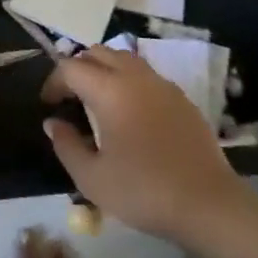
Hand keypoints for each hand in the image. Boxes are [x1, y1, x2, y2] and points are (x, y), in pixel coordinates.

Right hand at [42, 46, 255, 243]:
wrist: (208, 205)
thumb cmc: (144, 191)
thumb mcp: (93, 179)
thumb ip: (66, 146)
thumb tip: (53, 123)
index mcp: (109, 90)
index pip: (71, 67)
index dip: (54, 82)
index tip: (49, 104)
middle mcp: (134, 76)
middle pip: (97, 52)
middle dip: (78, 68)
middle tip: (71, 97)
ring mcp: (161, 84)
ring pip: (123, 58)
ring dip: (104, 70)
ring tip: (98, 100)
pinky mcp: (181, 97)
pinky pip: (146, 75)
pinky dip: (129, 81)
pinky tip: (131, 113)